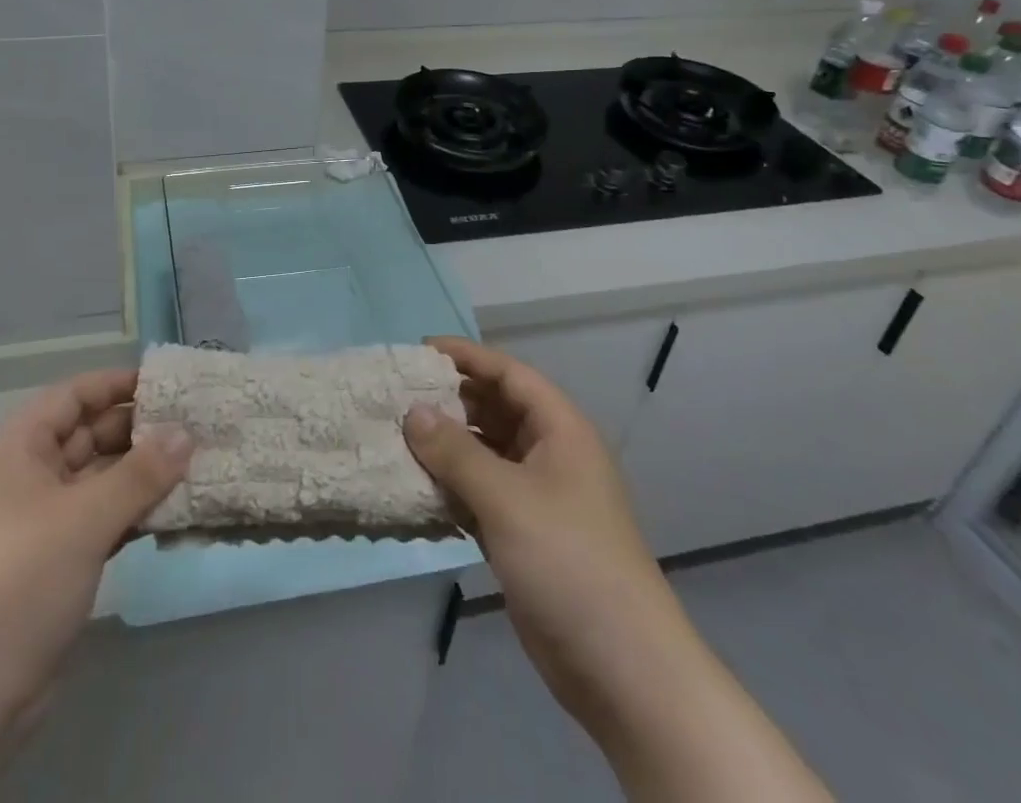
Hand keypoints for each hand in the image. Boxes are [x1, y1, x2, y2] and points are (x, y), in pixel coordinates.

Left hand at [0, 370, 191, 719]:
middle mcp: (29, 475)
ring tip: (195, 462)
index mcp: (20, 448)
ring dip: (143, 473)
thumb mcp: (85, 518)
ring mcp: (43, 520)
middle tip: (194, 425)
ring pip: (100, 478)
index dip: (117, 384)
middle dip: (139, 430)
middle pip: (90, 434)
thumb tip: (187, 433)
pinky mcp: (57, 560)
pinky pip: (103, 517)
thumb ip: (141, 472)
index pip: (74, 396)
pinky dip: (135, 511)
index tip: (167, 384)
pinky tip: (174, 509)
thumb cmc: (21, 580)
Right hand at [404, 337, 663, 731]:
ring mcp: (538, 497)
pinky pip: (480, 493)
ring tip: (398, 436)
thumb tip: (413, 411)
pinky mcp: (524, 534)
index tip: (419, 351)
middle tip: (399, 395)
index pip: (509, 374)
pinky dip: (451, 486)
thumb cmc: (569, 562)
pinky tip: (415, 486)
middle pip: (496, 409)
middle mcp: (550, 454)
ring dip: (447, 445)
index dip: (467, 357)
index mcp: (560, 430)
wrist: (622, 669)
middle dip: (451, 400)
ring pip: (485, 453)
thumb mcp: (507, 498)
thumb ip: (456, 451)